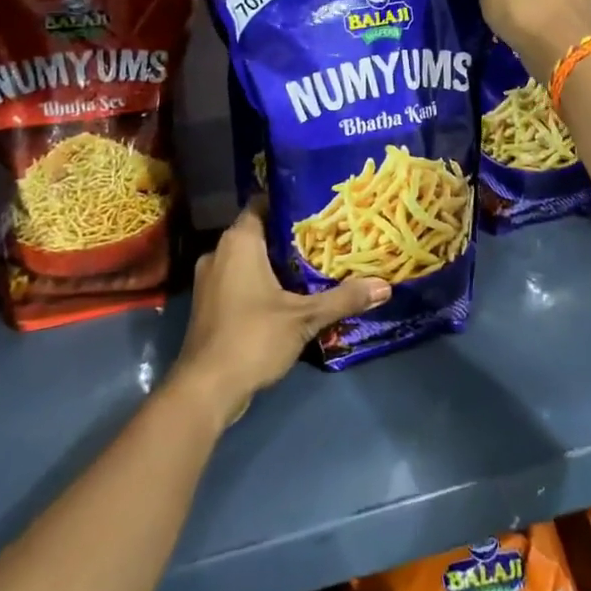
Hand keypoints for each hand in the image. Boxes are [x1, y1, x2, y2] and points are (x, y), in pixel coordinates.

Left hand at [169, 200, 389, 425]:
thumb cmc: (252, 338)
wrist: (205, 389)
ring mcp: (210, 279)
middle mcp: (219, 252)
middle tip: (325, 235)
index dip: (289, 201)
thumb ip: (343, 298)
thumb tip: (385, 286)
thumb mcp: (304, 317)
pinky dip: (260, 281)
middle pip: (258, 231)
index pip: (262, 203)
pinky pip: (238, 279)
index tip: (317, 206)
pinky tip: (288, 294)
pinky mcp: (209, 304)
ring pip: (247, 257)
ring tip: (312, 263)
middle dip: (289, 234)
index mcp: (239, 242)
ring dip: (275, 260)